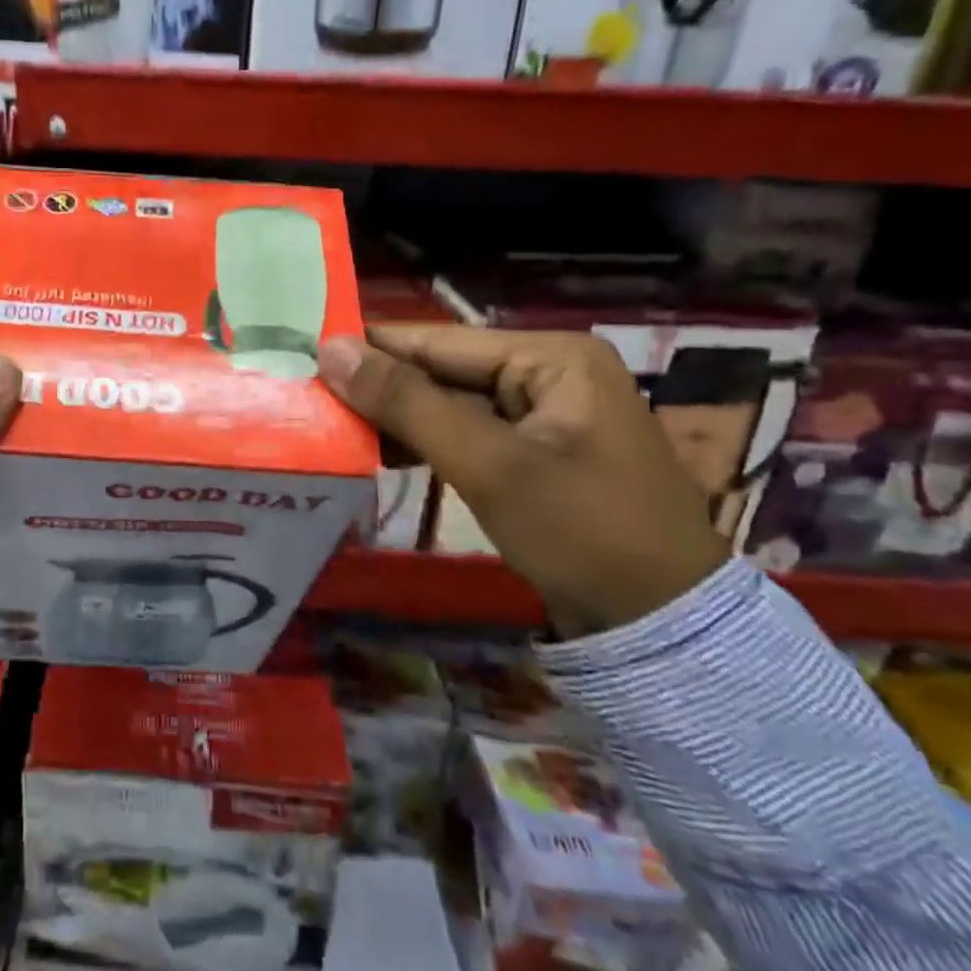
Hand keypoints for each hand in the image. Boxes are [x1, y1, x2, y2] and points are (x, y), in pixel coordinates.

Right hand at [318, 326, 727, 638]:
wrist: (665, 629)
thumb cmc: (580, 530)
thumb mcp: (487, 463)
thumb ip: (407, 403)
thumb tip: (331, 349)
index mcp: (552, 356)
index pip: (439, 342)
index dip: (371, 348)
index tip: (305, 354)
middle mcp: (549, 373)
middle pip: (443, 371)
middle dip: (382, 388)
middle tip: (311, 398)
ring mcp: (544, 415)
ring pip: (450, 404)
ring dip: (398, 418)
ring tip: (334, 427)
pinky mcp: (536, 454)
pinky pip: (467, 434)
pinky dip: (426, 443)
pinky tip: (381, 453)